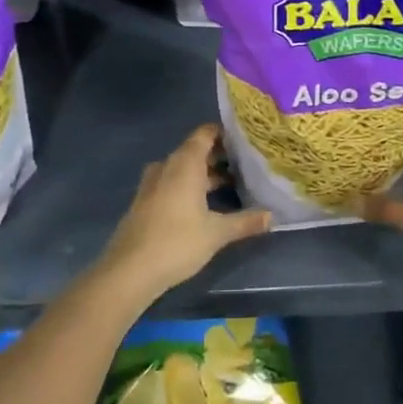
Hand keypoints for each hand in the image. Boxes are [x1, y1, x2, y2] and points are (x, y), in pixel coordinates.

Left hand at [99, 124, 270, 300]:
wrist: (129, 270)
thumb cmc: (177, 242)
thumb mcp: (216, 233)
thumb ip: (245, 222)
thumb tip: (272, 216)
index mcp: (185, 163)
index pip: (205, 133)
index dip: (225, 133)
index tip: (245, 139)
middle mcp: (167, 166)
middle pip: (195, 150)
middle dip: (219, 156)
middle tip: (245, 163)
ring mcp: (152, 183)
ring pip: (183, 169)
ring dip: (204, 174)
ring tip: (230, 184)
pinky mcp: (145, 200)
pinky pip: (171, 182)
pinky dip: (188, 186)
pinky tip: (203, 204)